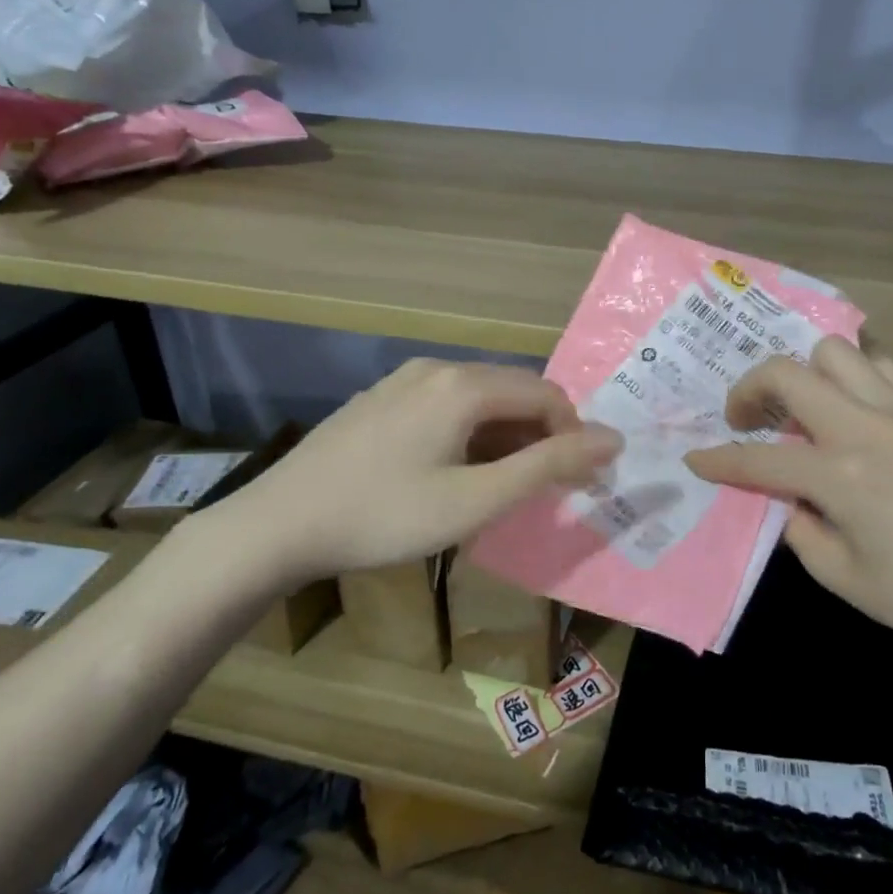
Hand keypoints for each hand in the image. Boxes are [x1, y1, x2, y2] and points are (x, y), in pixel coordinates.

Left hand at [197, 359, 621, 585]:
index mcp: (464, 385)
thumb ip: (548, 466)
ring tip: (506, 486)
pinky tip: (457, 472)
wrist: (279, 524)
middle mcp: (437, 368)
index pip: (547, 395)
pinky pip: (446, 406)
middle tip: (549, 488)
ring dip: (508, 437)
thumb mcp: (477, 500)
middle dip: (543, 436)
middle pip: (514, 391)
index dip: (574, 435)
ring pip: (480, 399)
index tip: (580, 481)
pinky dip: (472, 434)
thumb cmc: (386, 516)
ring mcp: (403, 381)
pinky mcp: (380, 400)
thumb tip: (613, 440)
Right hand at [685, 337, 892, 680]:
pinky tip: (849, 409)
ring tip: (799, 408)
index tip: (696, 460)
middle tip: (744, 419)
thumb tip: (782, 492)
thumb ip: (795, 522)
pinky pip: (883, 367)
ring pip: (837, 352)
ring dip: (804, 374)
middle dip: (750, 390)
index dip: (719, 460)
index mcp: (843, 475)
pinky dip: (853, 377)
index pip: (760, 456)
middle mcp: (870, 427)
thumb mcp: (838, 574)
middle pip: (790, 372)